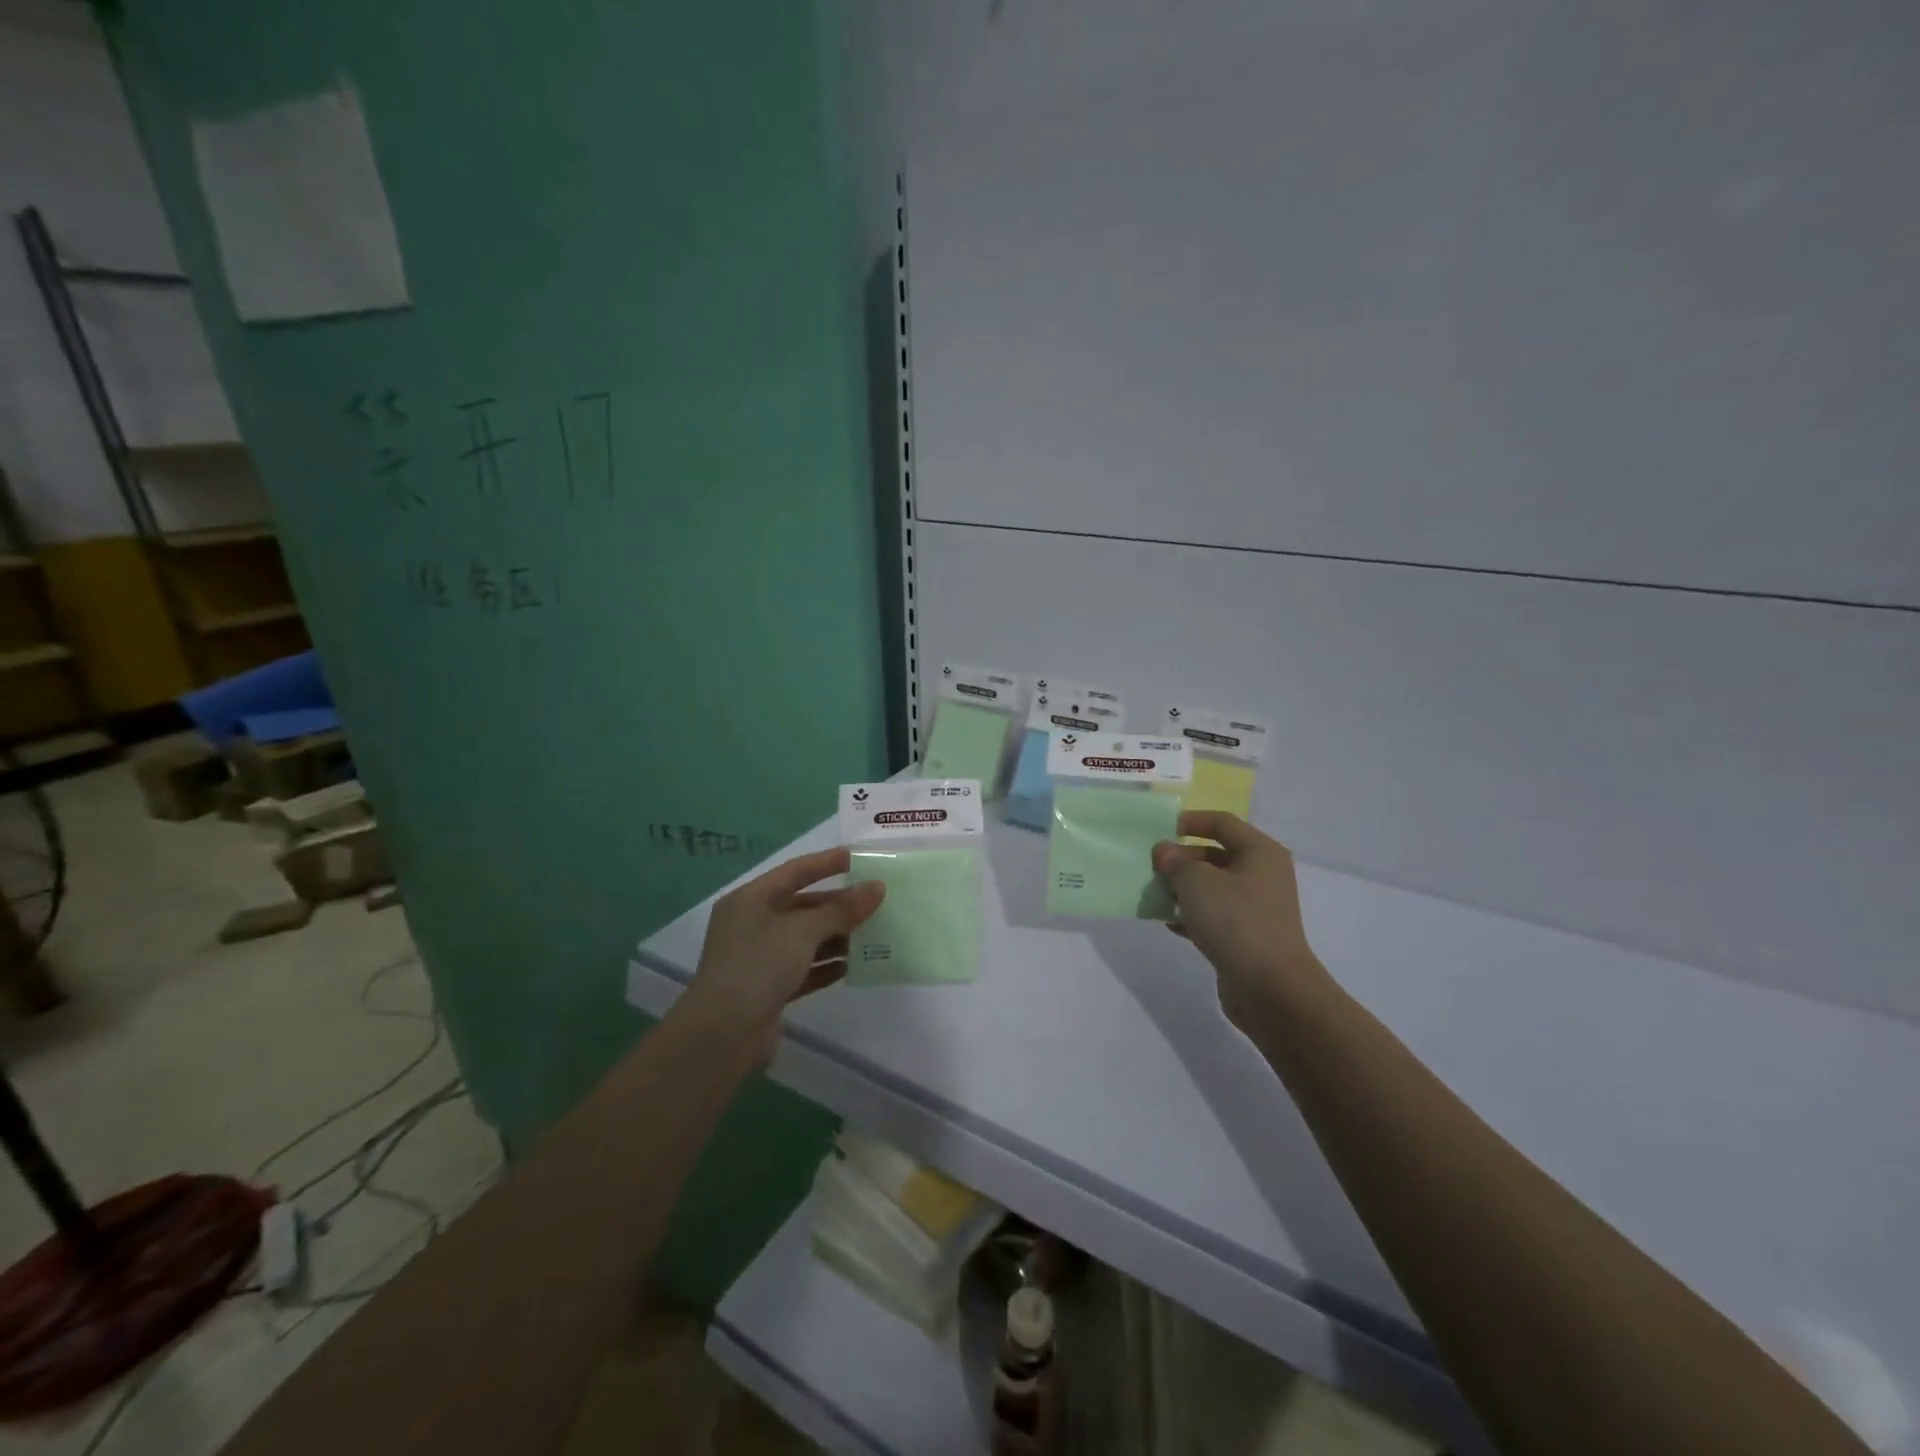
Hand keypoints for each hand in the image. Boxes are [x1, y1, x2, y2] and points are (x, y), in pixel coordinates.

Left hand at [678, 846, 885, 1059]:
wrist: (723, 1036)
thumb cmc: (759, 966)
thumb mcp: (803, 931)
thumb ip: (842, 909)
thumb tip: (877, 888)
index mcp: (751, 900)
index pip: (794, 872)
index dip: (826, 863)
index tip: (858, 858)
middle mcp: (752, 924)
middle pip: (802, 906)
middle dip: (838, 905)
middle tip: (876, 901)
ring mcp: (759, 958)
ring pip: (806, 939)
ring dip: (837, 936)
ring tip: (874, 932)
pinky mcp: (769, 989)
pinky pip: (804, 969)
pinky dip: (827, 965)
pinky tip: (854, 965)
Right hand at [1152, 811, 1328, 1031]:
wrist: (1270, 988)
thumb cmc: (1235, 921)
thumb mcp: (1196, 882)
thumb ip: (1174, 862)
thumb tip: (1164, 852)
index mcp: (1260, 852)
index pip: (1222, 822)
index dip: (1190, 821)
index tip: (1159, 830)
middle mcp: (1263, 874)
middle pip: (1216, 854)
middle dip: (1182, 859)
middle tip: (1152, 867)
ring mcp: (1257, 907)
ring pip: (1213, 887)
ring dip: (1183, 888)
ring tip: (1155, 894)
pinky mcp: (1248, 936)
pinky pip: (1215, 915)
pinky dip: (1192, 915)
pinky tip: (1168, 922)